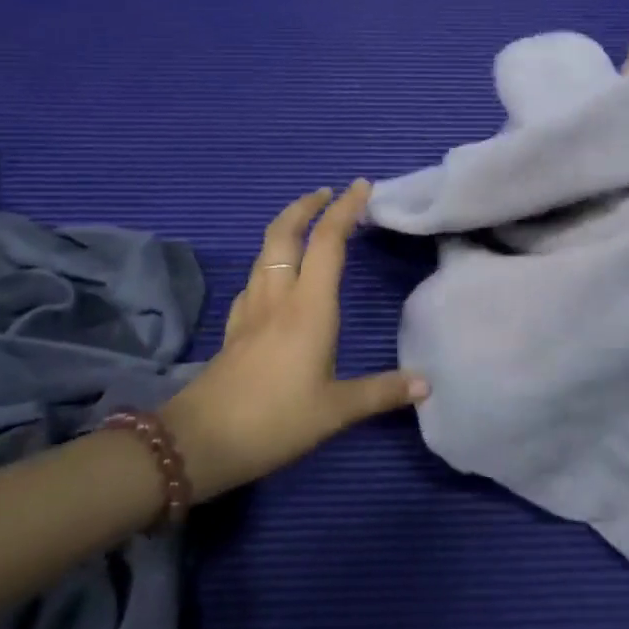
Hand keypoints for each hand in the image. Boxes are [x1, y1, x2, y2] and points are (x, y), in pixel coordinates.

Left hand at [158, 182, 426, 501]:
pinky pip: (252, 280)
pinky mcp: (233, 328)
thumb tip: (427, 384)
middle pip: (285, 234)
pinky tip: (274, 279)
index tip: (361, 186)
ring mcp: (250, 310)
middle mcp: (278, 297)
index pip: (328, 243)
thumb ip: (382, 393)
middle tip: (327, 193)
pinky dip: (268, 264)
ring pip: (264, 253)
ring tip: (305, 226)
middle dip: (306, 206)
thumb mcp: (336, 411)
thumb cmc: (275, 420)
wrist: (200, 441)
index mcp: (309, 308)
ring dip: (286, 228)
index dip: (345, 210)